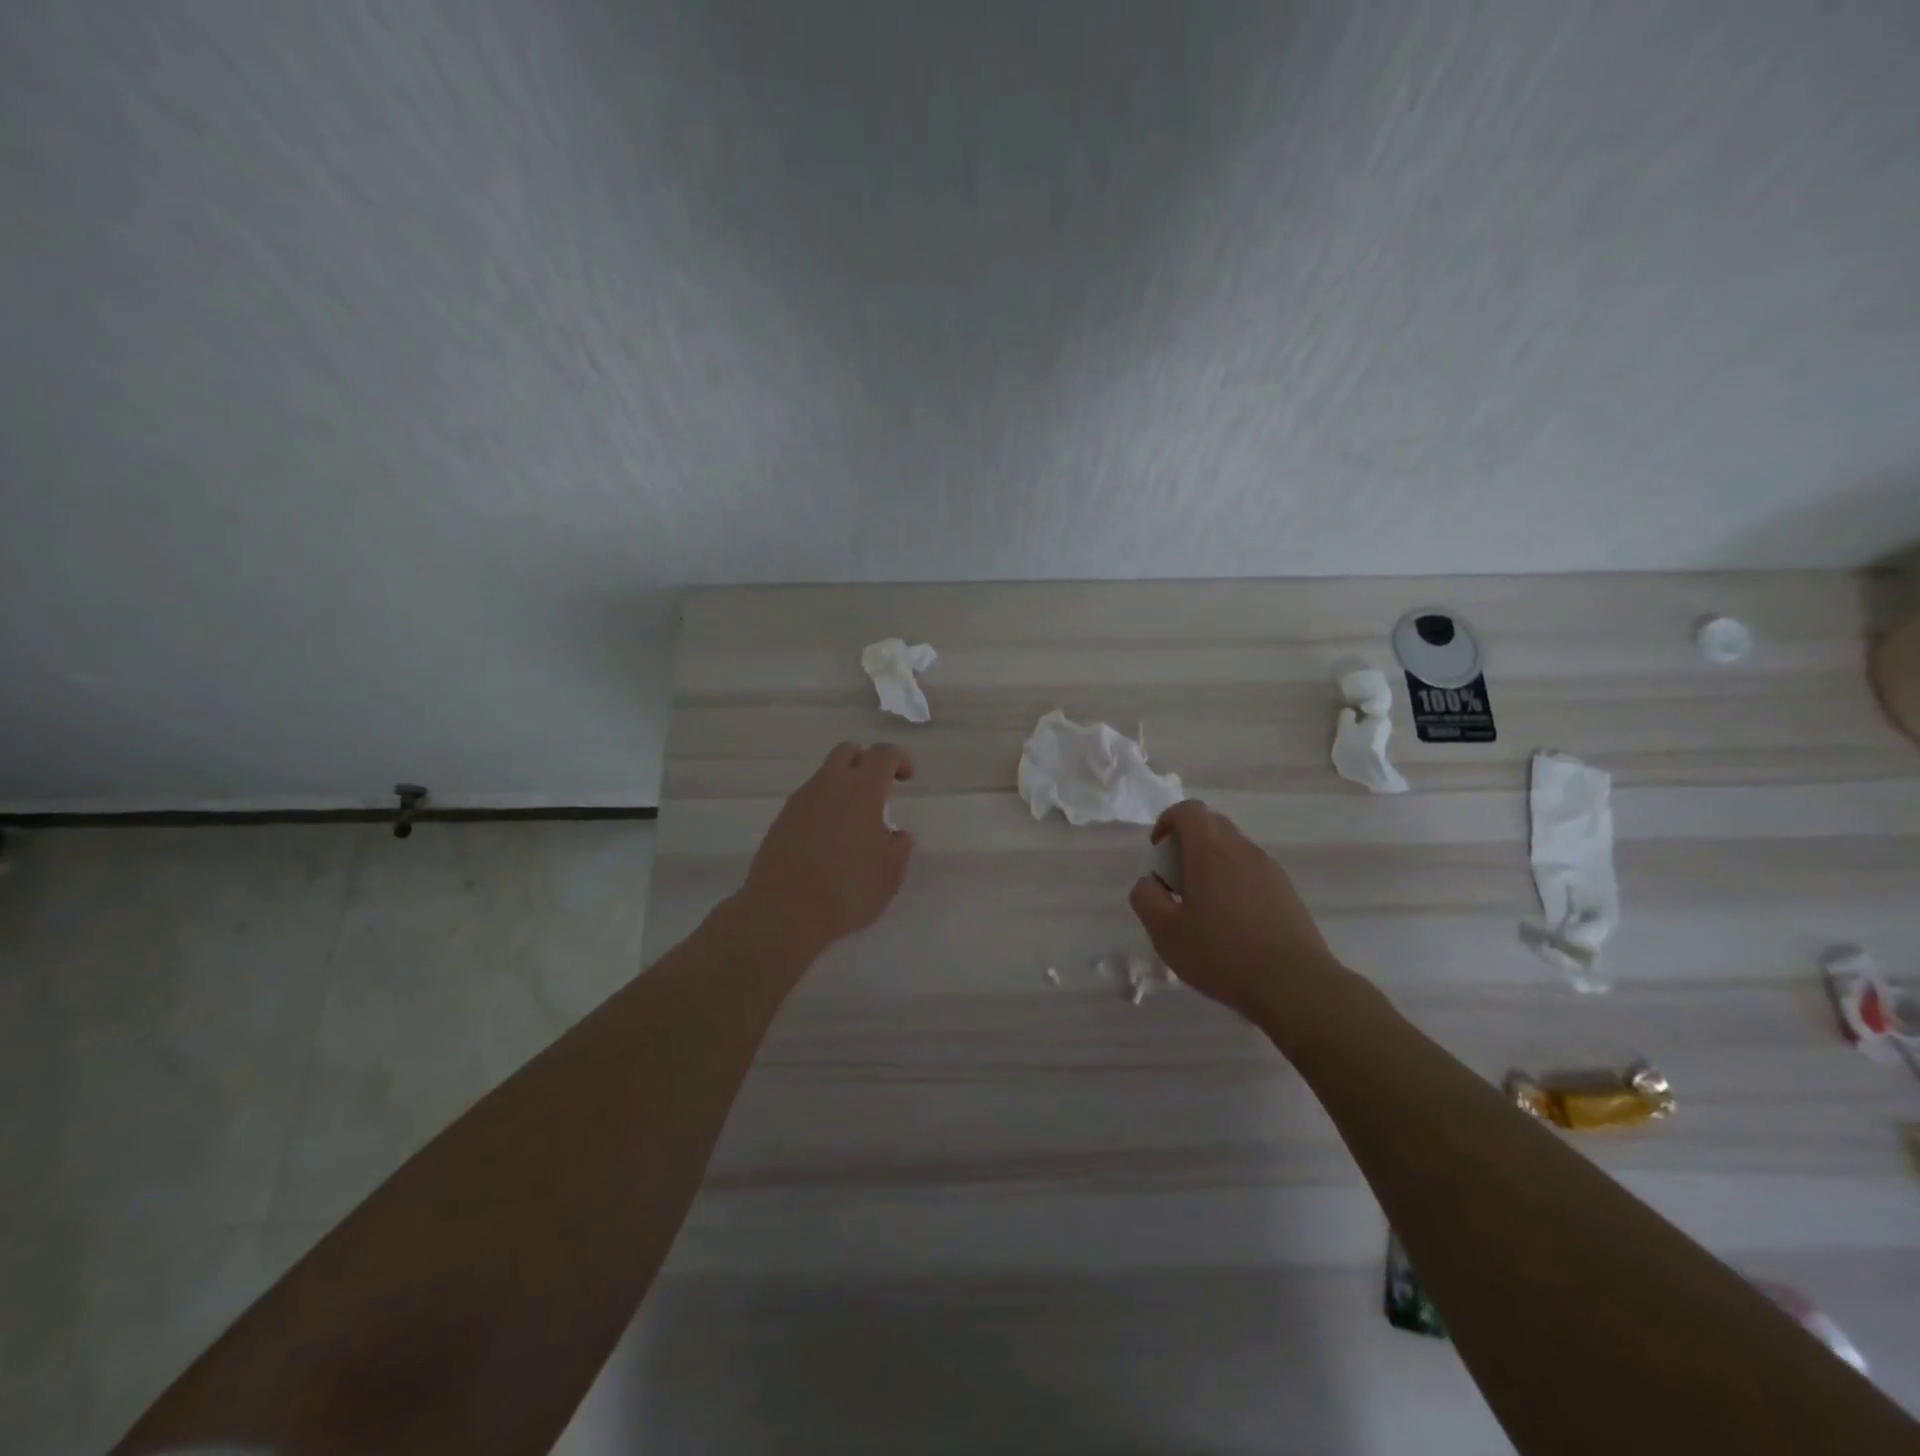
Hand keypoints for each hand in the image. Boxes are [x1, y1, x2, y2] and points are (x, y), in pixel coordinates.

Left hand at [736, 742, 915, 959]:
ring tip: (852, 823)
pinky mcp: (780, 821)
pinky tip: (827, 839)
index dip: (899, 760)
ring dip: (842, 787)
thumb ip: (899, 847)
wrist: (784, 913)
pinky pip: (807, 800)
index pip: (883, 754)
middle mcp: (828, 786)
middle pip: (847, 752)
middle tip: (878, 790)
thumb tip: (895, 835)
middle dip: (866, 763)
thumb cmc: (847, 891)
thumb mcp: (890, 874)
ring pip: (825, 776)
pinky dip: (822, 807)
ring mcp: (800, 801)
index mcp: (861, 790)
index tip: (906, 779)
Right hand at [1129, 801, 1344, 1024]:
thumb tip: (1149, 883)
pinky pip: (1252, 872)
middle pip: (1212, 826)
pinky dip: (1234, 883)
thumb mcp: (1165, 932)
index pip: (1189, 810)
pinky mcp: (1287, 892)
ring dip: (1212, 865)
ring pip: (1233, 850)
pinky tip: (1232, 924)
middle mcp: (1242, 850)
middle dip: (1187, 843)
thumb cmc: (1222, 954)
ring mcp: (1270, 870)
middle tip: (1176, 881)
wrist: (1295, 985)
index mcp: (1210, 851)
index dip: (1168, 821)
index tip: (1158, 851)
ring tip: (1203, 908)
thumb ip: (1146, 898)